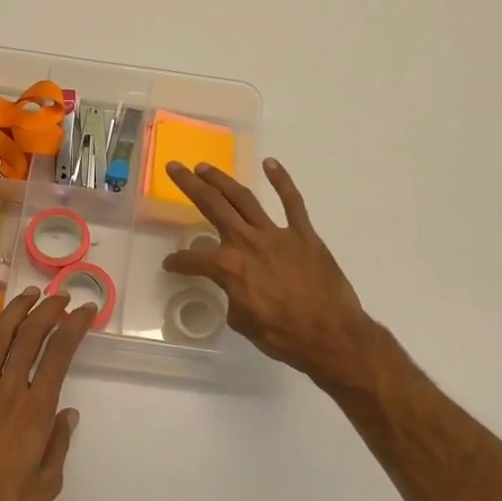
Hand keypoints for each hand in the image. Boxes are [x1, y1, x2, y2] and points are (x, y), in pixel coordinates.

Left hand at [0, 288, 95, 500]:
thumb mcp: (45, 487)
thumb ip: (58, 445)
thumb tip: (68, 413)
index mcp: (36, 411)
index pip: (59, 356)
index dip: (73, 328)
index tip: (84, 311)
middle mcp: (8, 392)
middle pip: (30, 338)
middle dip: (48, 312)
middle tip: (60, 297)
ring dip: (15, 311)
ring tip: (29, 294)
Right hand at [162, 159, 376, 387]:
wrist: (331, 336)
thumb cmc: (284, 336)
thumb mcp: (243, 323)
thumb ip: (234, 297)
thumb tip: (238, 288)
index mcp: (228, 267)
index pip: (193, 259)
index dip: (177, 262)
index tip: (171, 265)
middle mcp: (247, 242)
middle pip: (212, 205)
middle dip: (190, 185)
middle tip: (175, 168)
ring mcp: (276, 234)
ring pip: (244, 198)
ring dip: (222, 180)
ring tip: (205, 167)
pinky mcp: (303, 234)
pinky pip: (292, 202)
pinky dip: (282, 181)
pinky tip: (270, 164)